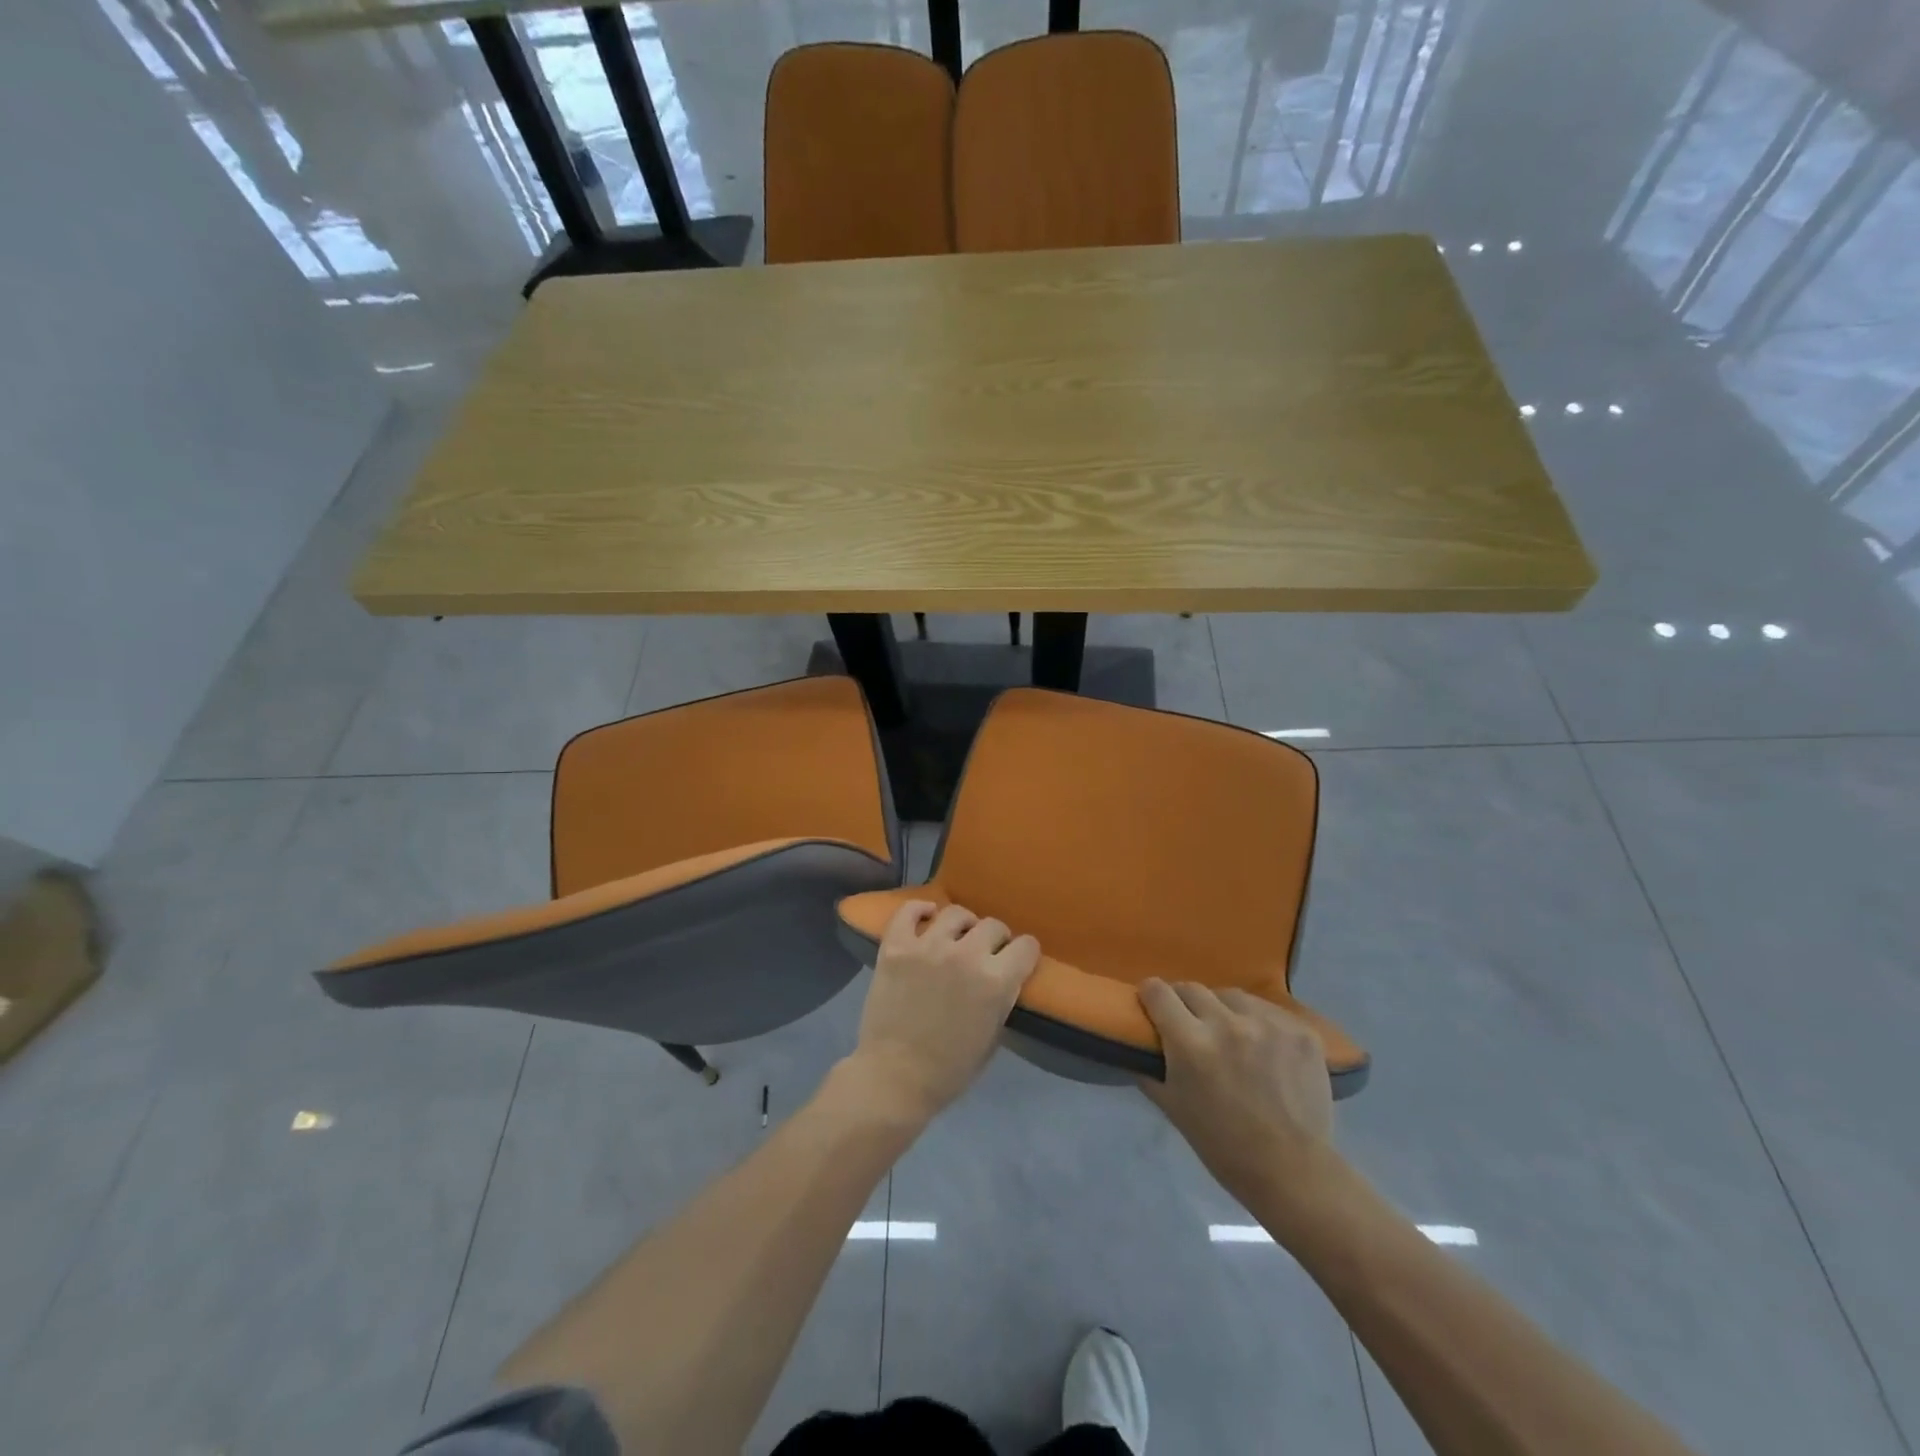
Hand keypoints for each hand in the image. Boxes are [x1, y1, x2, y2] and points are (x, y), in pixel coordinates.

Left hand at [847, 900, 1040, 1123]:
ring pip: (955, 913)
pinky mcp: (896, 947)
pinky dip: (920, 910)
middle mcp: (965, 955)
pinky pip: (909, 911)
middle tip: (986, 952)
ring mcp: (927, 947)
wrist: (894, 1078)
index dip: (1024, 953)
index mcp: (996, 981)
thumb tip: (1005, 976)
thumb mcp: (993, 1036)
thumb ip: (1002, 998)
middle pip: (993, 925)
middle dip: (995, 938)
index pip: (1026, 946)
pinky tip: (926, 917)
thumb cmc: (949, 1070)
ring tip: (956, 937)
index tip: (1018, 959)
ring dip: (962, 925)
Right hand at [1137, 980, 1341, 1224]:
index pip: (1158, 992)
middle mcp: (1228, 1024)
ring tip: (1231, 1035)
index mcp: (1191, 1043)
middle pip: (1192, 989)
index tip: (1152, 1004)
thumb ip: (1149, 1066)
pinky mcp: (1300, 1031)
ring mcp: (1268, 1024)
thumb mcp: (1172, 1107)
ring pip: (1231, 996)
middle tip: (1190, 1025)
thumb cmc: (1223, 1146)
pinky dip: (1259, 1023)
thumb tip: (1137, 1040)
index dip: (1150, 995)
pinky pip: (1268, 1011)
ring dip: (1223, 1010)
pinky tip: (1264, 1047)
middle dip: (1184, 1003)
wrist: (1293, 1172)